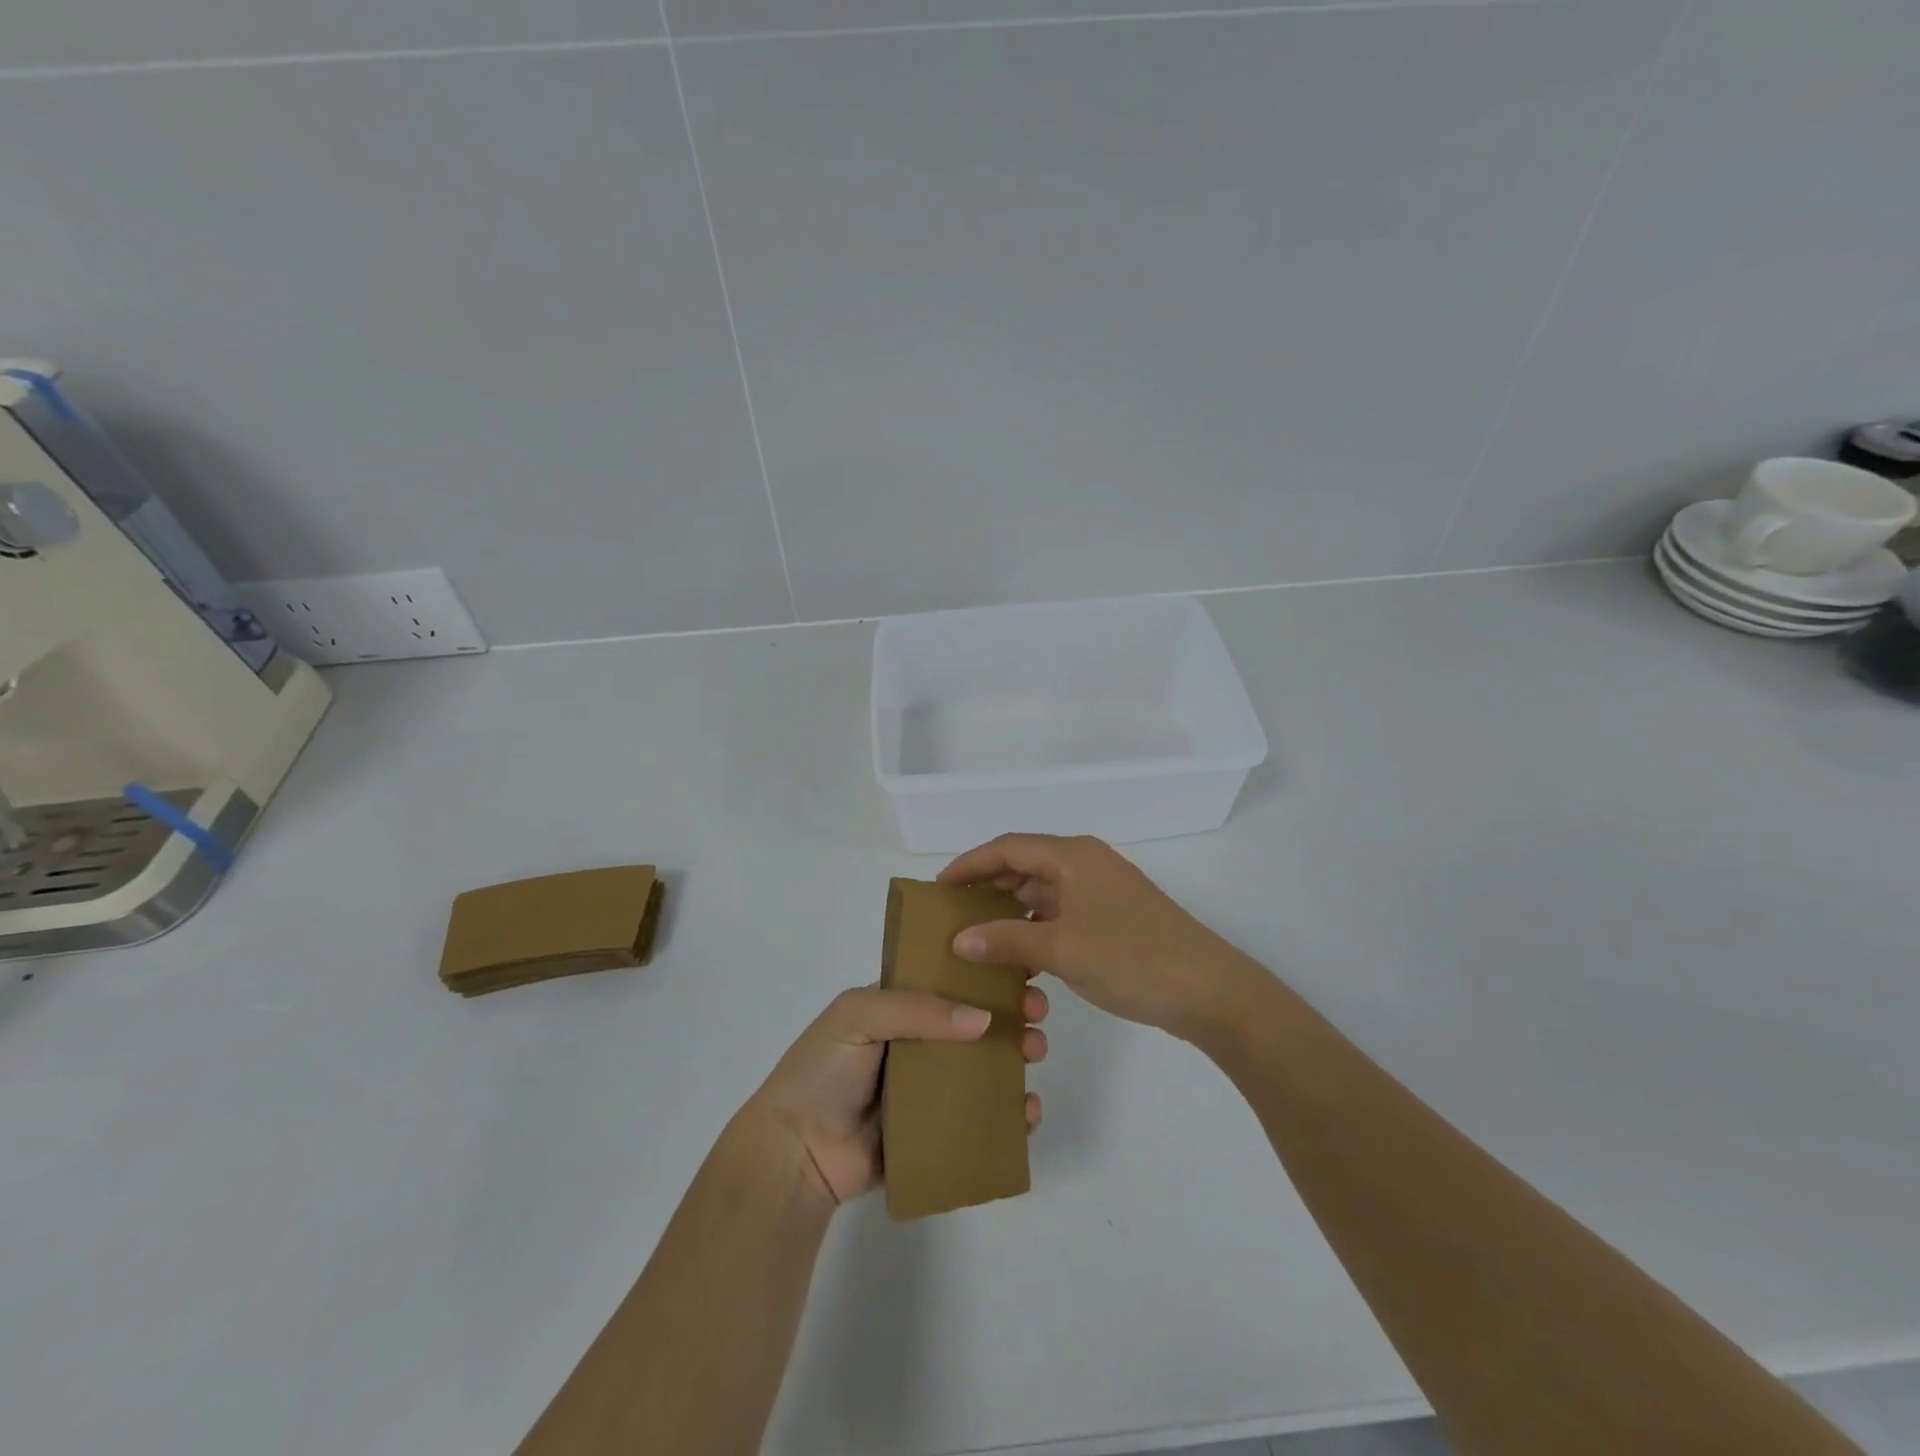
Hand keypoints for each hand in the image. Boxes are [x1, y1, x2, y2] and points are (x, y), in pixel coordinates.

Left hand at [745, 984, 1048, 1206]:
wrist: (795, 1152)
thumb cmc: (822, 1071)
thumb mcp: (859, 1015)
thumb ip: (919, 1009)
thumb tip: (984, 1020)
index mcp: (898, 1007)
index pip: (950, 982)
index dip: (986, 976)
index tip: (1021, 974)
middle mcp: (918, 1043)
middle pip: (975, 1024)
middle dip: (1011, 1015)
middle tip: (1037, 1015)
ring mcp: (929, 1090)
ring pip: (985, 1069)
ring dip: (1016, 1059)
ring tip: (1034, 1055)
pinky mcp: (937, 1132)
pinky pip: (981, 1119)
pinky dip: (1010, 1114)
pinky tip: (1028, 1110)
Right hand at [939, 834, 1257, 1040]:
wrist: (1209, 991)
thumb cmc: (1132, 958)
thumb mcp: (1063, 949)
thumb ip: (1008, 940)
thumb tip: (960, 940)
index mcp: (1073, 856)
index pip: (1008, 847)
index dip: (970, 864)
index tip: (938, 887)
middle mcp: (1086, 864)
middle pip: (1024, 866)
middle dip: (987, 887)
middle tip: (951, 914)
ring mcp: (1102, 892)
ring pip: (1043, 893)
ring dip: (1011, 911)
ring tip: (976, 937)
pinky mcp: (1113, 919)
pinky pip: (1061, 914)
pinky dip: (1036, 929)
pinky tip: (1018, 958)